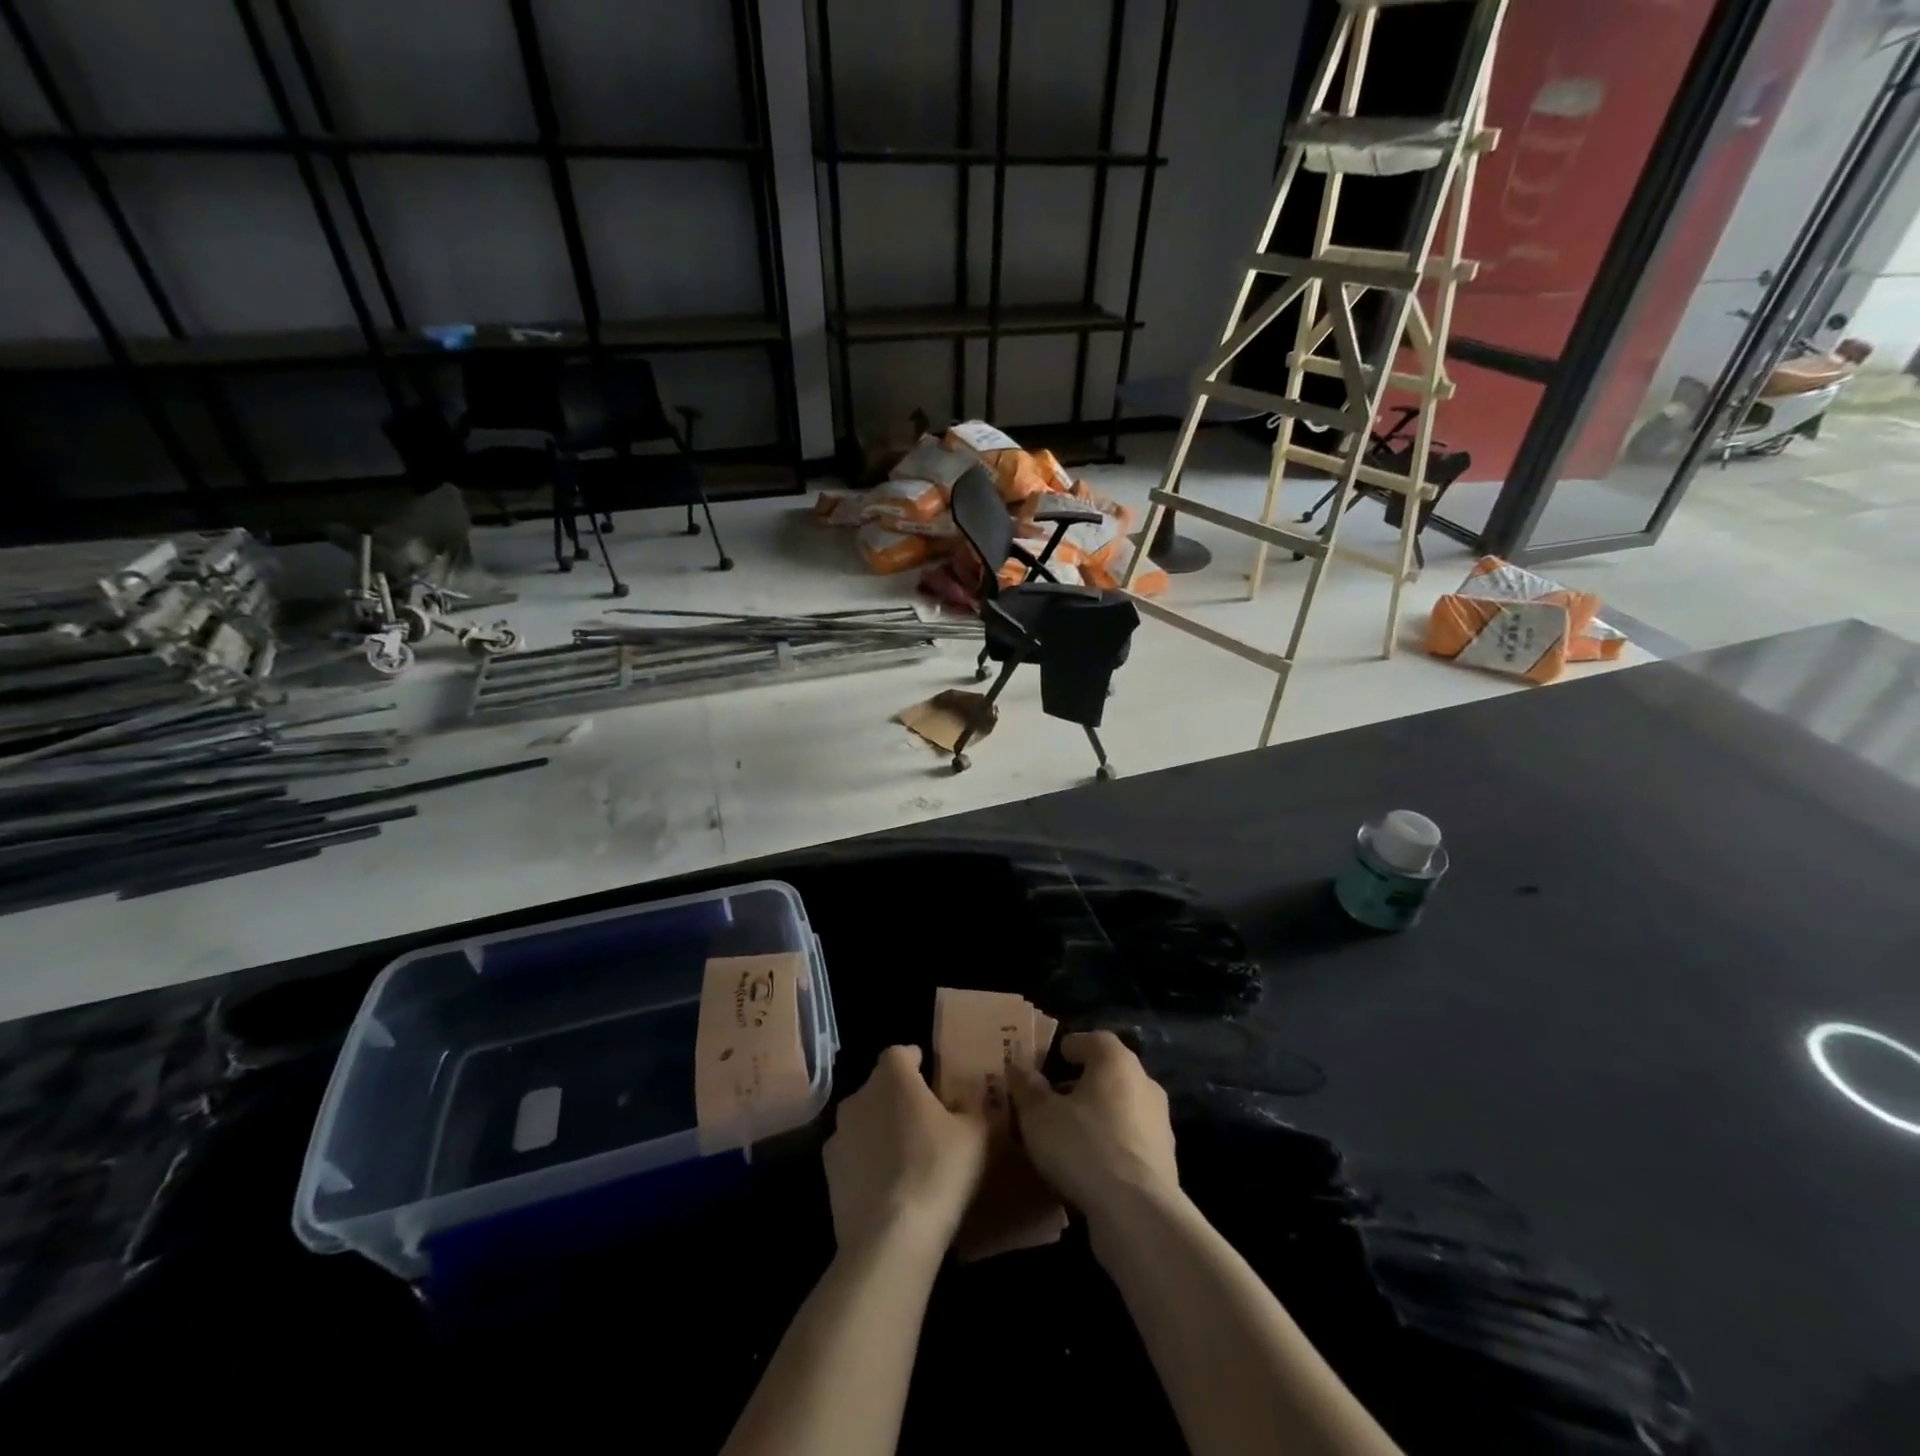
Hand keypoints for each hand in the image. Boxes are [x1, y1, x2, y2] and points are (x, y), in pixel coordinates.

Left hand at [824, 1046, 989, 1256]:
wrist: (889, 1239)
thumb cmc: (937, 1171)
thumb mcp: (976, 1134)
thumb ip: (973, 1107)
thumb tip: (969, 1101)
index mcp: (892, 1076)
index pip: (901, 1053)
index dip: (917, 1061)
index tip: (933, 1078)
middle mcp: (859, 1096)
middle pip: (881, 1086)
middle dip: (900, 1097)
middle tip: (927, 1120)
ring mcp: (839, 1135)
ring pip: (865, 1120)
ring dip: (882, 1129)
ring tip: (908, 1156)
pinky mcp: (828, 1173)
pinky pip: (854, 1155)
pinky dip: (868, 1162)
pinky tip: (889, 1187)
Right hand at [1007, 1031, 1179, 1223]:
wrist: (1137, 1213)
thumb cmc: (1083, 1146)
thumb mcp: (1038, 1115)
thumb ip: (1027, 1087)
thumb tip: (1018, 1067)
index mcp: (1117, 1062)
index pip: (1095, 1040)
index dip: (1072, 1047)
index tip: (1053, 1058)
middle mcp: (1145, 1084)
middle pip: (1109, 1075)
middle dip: (1081, 1084)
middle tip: (1053, 1100)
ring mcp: (1160, 1125)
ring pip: (1121, 1110)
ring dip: (1097, 1117)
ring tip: (1067, 1137)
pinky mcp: (1165, 1163)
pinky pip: (1130, 1143)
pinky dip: (1110, 1146)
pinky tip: (1088, 1167)